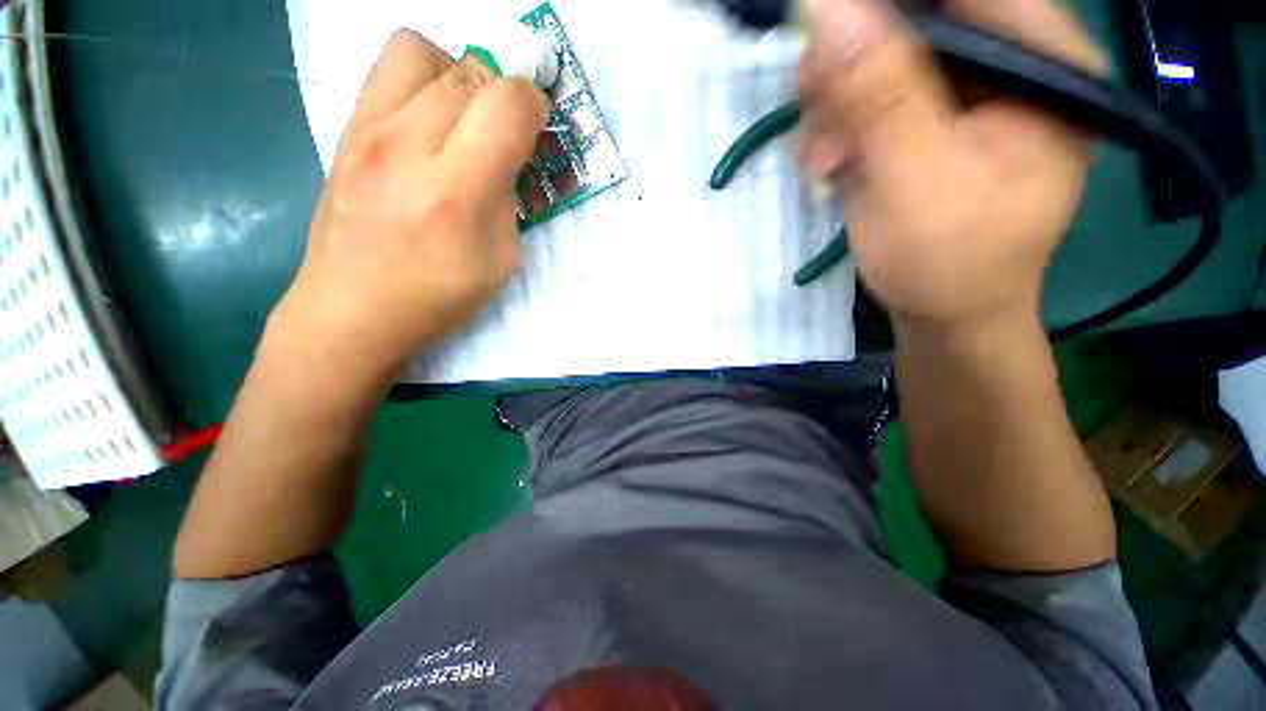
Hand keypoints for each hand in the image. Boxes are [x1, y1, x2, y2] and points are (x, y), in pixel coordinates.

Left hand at [272, 30, 547, 376]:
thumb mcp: (501, 261)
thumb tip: (505, 158)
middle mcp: (405, 147)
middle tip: (503, 132)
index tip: (536, 127)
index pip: (505, 105)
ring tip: (461, 118)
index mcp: (456, 192)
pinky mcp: (343, 131)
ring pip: (419, 50)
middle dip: (502, 93)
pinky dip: (420, 83)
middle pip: (468, 71)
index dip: (533, 105)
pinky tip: (427, 126)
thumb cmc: (438, 297)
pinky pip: (386, 71)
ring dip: (455, 75)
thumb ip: (508, 200)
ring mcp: (364, 132)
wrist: (353, 309)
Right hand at [799, 0, 1106, 330]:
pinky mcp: (933, 119)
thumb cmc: (946, 264)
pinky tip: (831, 162)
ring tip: (822, 160)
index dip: (887, 9)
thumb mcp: (914, 183)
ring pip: (884, 54)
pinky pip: (874, 93)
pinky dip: (840, 125)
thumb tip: (829, 9)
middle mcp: (1012, 63)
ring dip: (837, 104)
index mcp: (1043, 64)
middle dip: (850, 65)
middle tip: (816, 120)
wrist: (945, 313)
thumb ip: (880, 98)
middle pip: (918, 16)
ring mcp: (969, 91)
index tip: (828, 50)